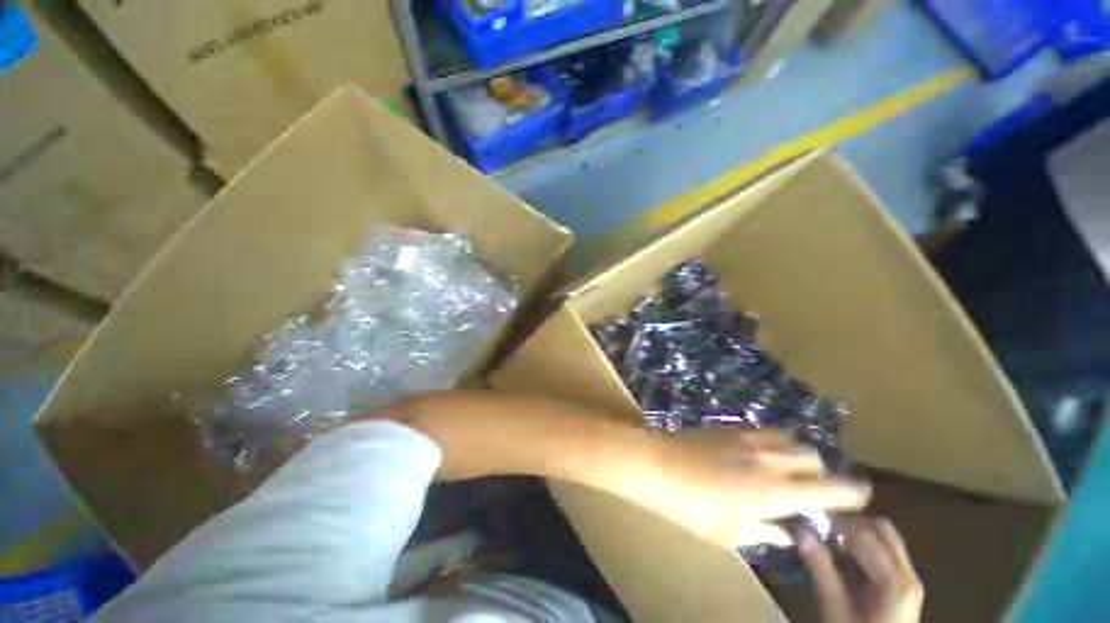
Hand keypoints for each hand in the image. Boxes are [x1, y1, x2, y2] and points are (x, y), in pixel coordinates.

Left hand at [652, 430, 870, 548]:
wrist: (659, 465)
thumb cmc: (693, 508)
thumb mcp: (731, 532)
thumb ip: (765, 532)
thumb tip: (786, 533)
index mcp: (776, 492)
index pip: (828, 490)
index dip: (852, 492)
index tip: (862, 494)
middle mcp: (769, 460)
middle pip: (813, 457)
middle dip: (820, 472)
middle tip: (810, 487)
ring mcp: (748, 439)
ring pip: (789, 439)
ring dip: (796, 453)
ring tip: (785, 467)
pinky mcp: (729, 427)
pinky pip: (762, 430)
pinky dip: (772, 441)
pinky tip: (758, 452)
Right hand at [800, 518, 923, 622]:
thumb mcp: (835, 608)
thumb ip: (821, 571)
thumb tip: (801, 533)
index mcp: (894, 580)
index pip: (864, 535)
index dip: (836, 529)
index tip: (815, 535)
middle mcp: (908, 574)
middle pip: (882, 530)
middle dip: (852, 526)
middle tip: (827, 536)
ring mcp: (911, 580)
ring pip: (887, 539)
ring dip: (860, 536)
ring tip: (835, 548)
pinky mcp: (907, 587)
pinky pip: (889, 553)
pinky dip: (868, 549)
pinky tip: (850, 564)